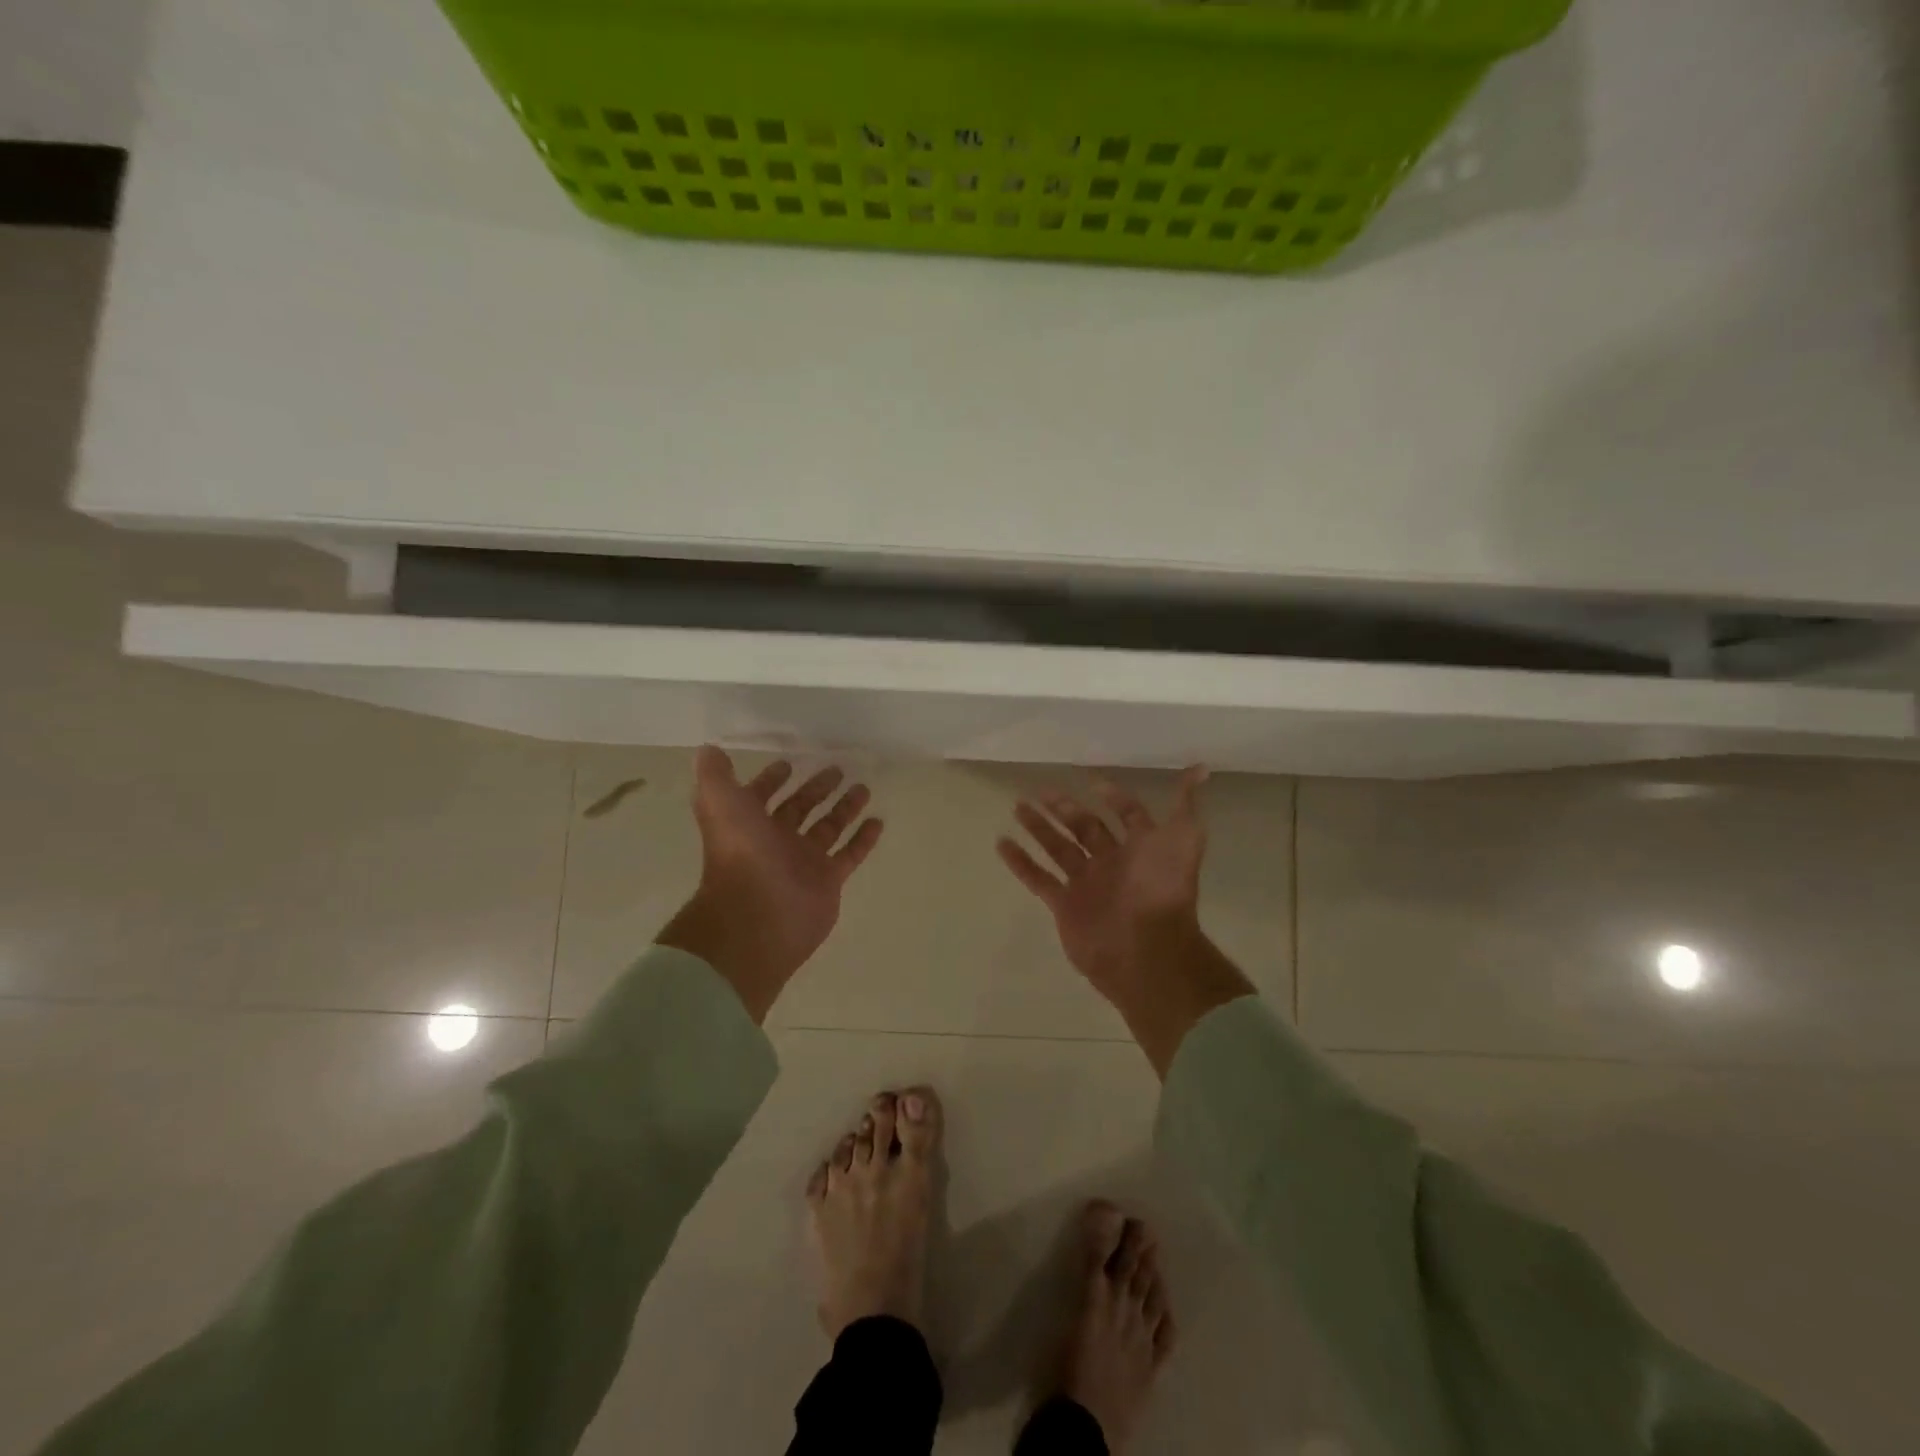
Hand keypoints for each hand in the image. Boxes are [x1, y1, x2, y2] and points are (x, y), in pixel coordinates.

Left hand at [658, 747, 883, 1022]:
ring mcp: (804, 862)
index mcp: (749, 823)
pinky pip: (850, 854)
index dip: (771, 780)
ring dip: (844, 808)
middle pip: (799, 809)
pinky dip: (863, 839)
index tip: (789, 764)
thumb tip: (709, 749)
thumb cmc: (741, 855)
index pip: (761, 796)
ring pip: (828, 828)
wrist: (758, 917)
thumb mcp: (719, 803)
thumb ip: (715, 775)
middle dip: (816, 789)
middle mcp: (776, 841)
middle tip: (837, 769)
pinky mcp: (828, 880)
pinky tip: (878, 821)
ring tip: (864, 788)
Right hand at [997, 768, 1253, 1076]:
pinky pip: (1038, 878)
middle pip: (1085, 828)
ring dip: (1039, 827)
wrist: (1145, 948)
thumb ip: (1186, 804)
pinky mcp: (1064, 904)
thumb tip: (1202, 768)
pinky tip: (1002, 842)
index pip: (1127, 815)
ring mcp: (1086, 883)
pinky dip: (1020, 862)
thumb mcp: (1184, 838)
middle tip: (1041, 790)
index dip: (1114, 798)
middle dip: (1065, 808)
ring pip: (1058, 848)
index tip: (1093, 782)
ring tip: (1018, 806)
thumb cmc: (1162, 888)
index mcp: (1140, 847)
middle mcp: (1112, 862)